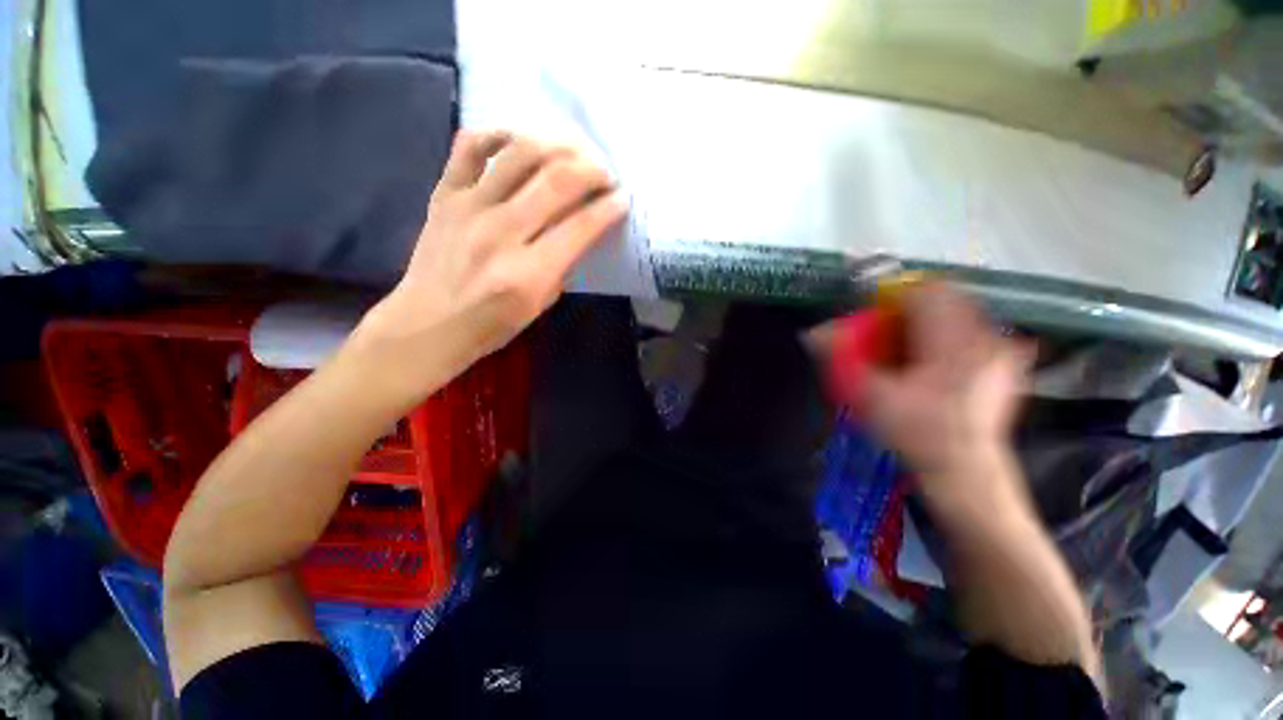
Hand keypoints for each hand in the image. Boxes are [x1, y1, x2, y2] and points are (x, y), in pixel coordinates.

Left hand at [354, 131, 627, 396]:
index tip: (622, 199)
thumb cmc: (492, 324)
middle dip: (592, 170)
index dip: (609, 208)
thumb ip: (563, 265)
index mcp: (529, 273)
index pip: (581, 226)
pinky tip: (520, 140)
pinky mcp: (445, 193)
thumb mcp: (541, 305)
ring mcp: (469, 207)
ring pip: (520, 154)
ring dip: (557, 145)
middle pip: (556, 181)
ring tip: (574, 152)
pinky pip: (471, 146)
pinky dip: (499, 134)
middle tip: (605, 172)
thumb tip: (582, 227)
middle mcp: (501, 233)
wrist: (428, 323)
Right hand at [850, 284, 1033, 514]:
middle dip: (911, 308)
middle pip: (944, 297)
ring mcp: (1001, 351)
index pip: (925, 291)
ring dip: (930, 321)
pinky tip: (936, 363)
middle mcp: (985, 339)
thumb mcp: (871, 398)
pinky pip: (975, 331)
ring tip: (909, 350)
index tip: (873, 314)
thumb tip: (814, 332)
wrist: (967, 474)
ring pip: (960, 312)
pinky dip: (950, 335)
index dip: (892, 295)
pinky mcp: (1007, 364)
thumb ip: (842, 359)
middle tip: (888, 334)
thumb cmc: (918, 436)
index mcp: (952, 344)